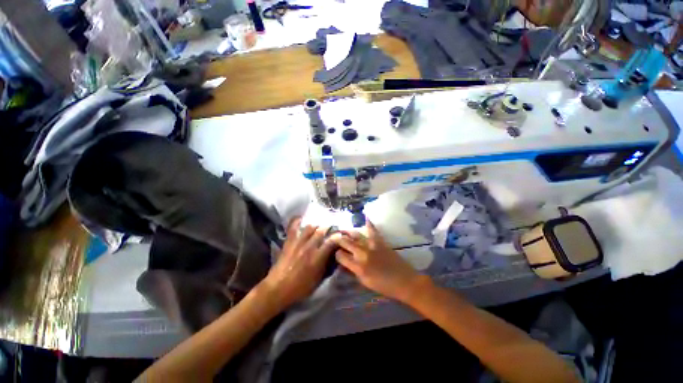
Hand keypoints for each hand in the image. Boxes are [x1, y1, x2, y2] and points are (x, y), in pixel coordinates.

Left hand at [259, 217, 335, 309]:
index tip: (340, 234)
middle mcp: (309, 247)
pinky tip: (301, 218)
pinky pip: (293, 228)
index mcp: (318, 257)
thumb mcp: (318, 279)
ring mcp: (298, 243)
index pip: (331, 242)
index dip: (337, 236)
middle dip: (327, 227)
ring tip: (318, 224)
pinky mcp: (289, 242)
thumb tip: (333, 254)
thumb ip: (326, 264)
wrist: (278, 288)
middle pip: (321, 231)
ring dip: (316, 225)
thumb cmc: (301, 287)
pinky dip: (297, 221)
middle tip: (330, 227)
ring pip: (310, 227)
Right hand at [332, 220, 424, 302]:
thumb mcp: (365, 282)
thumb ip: (353, 271)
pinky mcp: (380, 241)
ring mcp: (372, 245)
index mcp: (358, 266)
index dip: (337, 254)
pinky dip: (369, 224)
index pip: (341, 256)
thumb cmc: (384, 286)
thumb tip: (344, 263)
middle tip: (336, 238)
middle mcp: (362, 254)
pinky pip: (373, 230)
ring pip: (356, 235)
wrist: (404, 281)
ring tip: (343, 230)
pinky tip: (365, 217)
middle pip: (346, 242)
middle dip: (339, 239)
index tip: (337, 254)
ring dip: (348, 232)